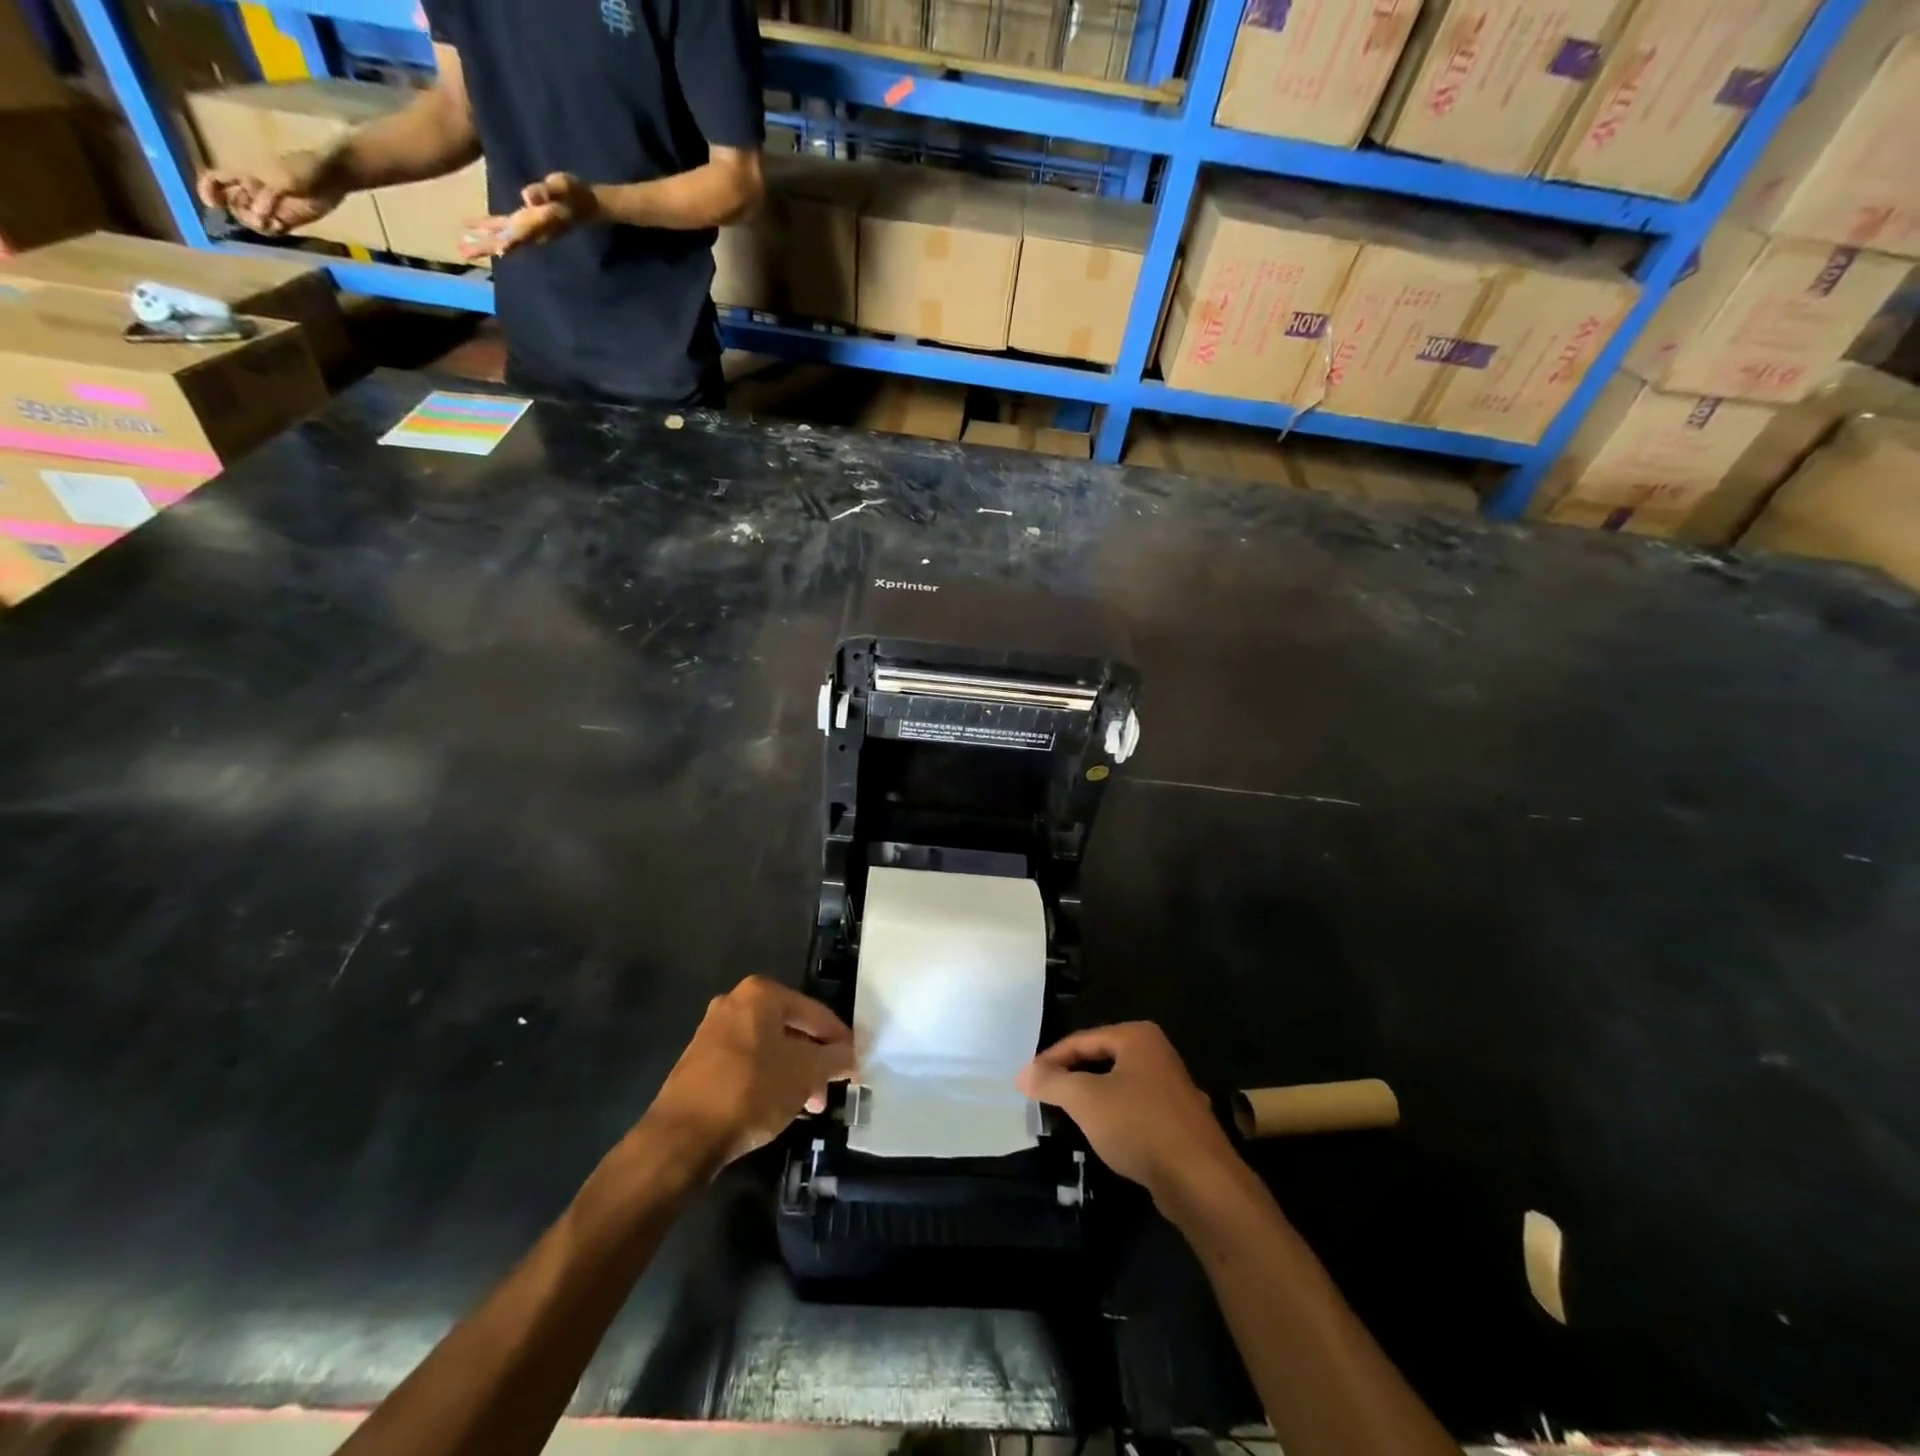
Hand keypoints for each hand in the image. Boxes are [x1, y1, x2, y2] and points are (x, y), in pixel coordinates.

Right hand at [197, 152, 342, 234]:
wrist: (332, 178)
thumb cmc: (304, 169)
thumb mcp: (283, 179)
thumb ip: (269, 196)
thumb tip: (258, 215)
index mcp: (245, 174)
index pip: (216, 179)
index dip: (208, 190)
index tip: (212, 205)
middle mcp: (254, 191)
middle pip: (234, 204)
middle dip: (239, 214)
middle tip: (255, 219)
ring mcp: (272, 206)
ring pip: (252, 218)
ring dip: (256, 224)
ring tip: (270, 225)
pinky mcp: (290, 219)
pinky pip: (274, 228)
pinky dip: (273, 231)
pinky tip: (280, 228)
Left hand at [461, 172, 598, 258]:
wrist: (584, 205)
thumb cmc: (575, 194)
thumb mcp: (564, 187)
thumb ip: (549, 191)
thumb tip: (528, 197)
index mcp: (541, 222)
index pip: (524, 234)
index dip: (511, 241)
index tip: (497, 251)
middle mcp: (532, 230)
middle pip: (507, 242)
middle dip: (487, 248)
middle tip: (464, 253)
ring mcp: (527, 229)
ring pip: (502, 239)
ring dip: (483, 244)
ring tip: (462, 248)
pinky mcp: (524, 222)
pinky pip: (502, 230)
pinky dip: (487, 231)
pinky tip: (471, 230)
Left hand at [644, 976, 856, 1166]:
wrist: (681, 1136)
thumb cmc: (752, 1091)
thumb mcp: (806, 1074)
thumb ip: (835, 1059)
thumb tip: (851, 1055)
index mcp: (761, 993)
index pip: (815, 1013)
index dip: (839, 1039)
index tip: (856, 1063)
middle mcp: (734, 1002)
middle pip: (790, 1029)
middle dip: (814, 1060)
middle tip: (830, 1088)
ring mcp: (712, 1031)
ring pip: (768, 1048)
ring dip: (793, 1073)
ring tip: (808, 1106)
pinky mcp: (699, 1061)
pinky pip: (746, 1063)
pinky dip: (767, 1079)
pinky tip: (778, 1107)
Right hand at [1018, 1022, 1239, 1200]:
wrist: (1200, 1180)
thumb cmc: (1139, 1125)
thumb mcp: (1085, 1099)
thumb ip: (1052, 1083)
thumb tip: (1023, 1074)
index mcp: (1137, 1036)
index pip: (1082, 1040)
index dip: (1051, 1059)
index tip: (1028, 1079)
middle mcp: (1158, 1053)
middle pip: (1102, 1059)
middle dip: (1072, 1076)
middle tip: (1044, 1093)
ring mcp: (1173, 1087)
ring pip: (1120, 1085)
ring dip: (1093, 1097)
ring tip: (1068, 1113)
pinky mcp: (1180, 1120)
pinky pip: (1136, 1108)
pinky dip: (1116, 1116)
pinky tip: (1105, 1134)